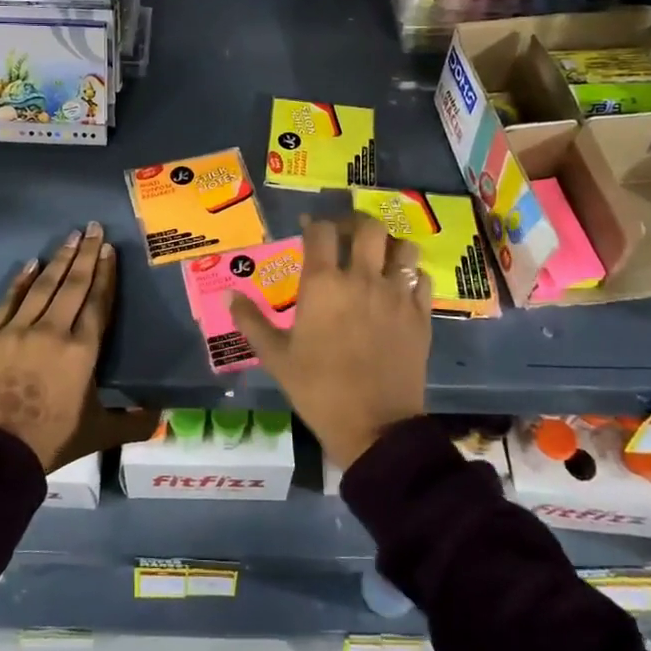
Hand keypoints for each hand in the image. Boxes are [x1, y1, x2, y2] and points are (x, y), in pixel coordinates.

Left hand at [0, 222, 155, 472]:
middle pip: (74, 284)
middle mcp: (54, 330)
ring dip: (59, 259)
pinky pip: (9, 301)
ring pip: (43, 286)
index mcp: (83, 350)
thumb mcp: (97, 433)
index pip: (98, 302)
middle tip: (93, 228)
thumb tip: (160, 416)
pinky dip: (20, 281)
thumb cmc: (50, 441)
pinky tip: (30, 264)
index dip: (106, 274)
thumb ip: (131, 422)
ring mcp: (18, 330)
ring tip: (71, 237)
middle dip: (86, 254)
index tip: (109, 250)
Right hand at [228, 214, 431, 468]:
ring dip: (389, 245)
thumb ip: (252, 321)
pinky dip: (411, 274)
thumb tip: (228, 295)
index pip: (321, 231)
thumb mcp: (276, 357)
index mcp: (323, 284)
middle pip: (367, 226)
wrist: (375, 427)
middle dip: (355, 223)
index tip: (309, 229)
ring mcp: (396, 294)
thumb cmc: (318, 390)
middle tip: (346, 235)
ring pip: (402, 247)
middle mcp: (362, 278)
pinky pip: (422, 277)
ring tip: (378, 256)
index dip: (314, 224)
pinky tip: (401, 285)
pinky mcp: (421, 314)